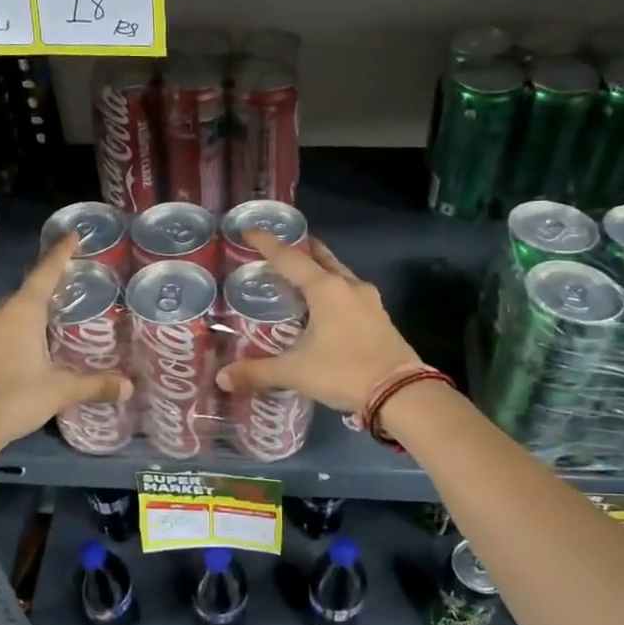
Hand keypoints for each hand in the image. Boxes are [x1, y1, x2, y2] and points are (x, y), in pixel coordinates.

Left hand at [0, 234, 131, 453]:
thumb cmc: (13, 397)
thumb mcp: (60, 390)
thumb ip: (95, 384)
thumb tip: (130, 386)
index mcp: (22, 311)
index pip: (45, 272)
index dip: (60, 253)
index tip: (73, 235)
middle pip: (28, 291)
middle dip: (49, 286)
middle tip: (74, 287)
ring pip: (12, 311)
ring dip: (32, 311)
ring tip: (56, 317)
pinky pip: (2, 329)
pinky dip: (19, 329)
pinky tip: (32, 346)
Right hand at [215, 231, 422, 413]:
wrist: (401, 393)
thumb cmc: (344, 371)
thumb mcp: (296, 372)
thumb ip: (257, 372)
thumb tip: (222, 378)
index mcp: (326, 289)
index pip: (289, 258)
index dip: (267, 244)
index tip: (249, 231)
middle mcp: (348, 286)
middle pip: (320, 258)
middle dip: (300, 250)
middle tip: (280, 248)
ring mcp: (369, 301)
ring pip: (339, 274)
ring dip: (320, 269)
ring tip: (301, 276)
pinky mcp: (380, 317)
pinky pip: (350, 292)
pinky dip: (333, 290)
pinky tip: (326, 306)